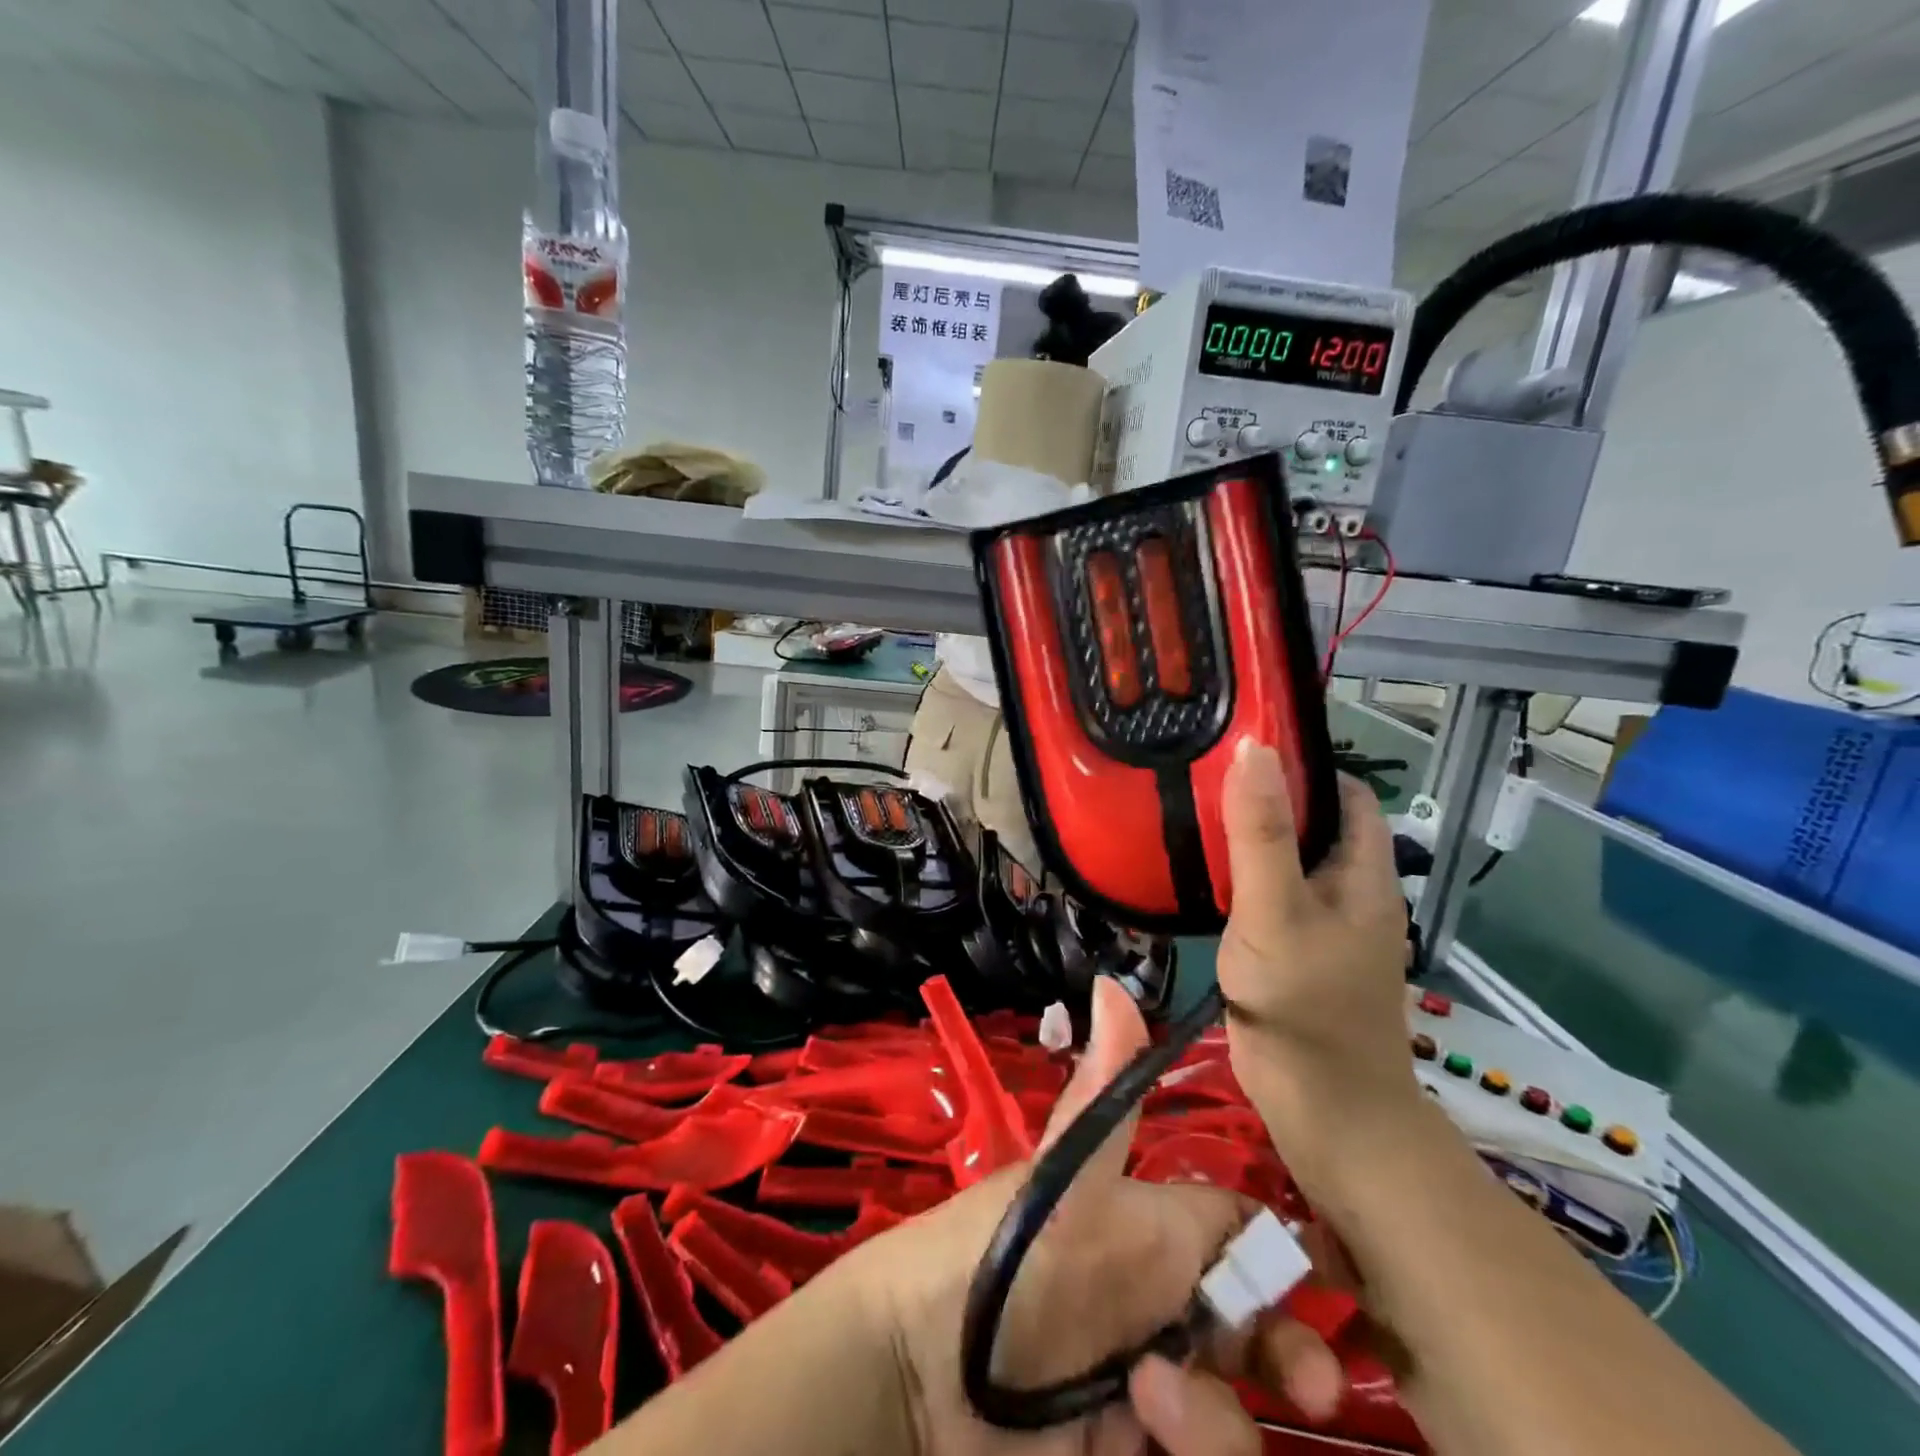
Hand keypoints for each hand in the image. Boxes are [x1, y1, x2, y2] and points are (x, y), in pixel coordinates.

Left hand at [840, 978, 1344, 1455]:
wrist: (924, 1372)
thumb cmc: (1007, 1258)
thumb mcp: (1068, 1179)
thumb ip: (1105, 1096)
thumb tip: (1112, 980)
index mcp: (1154, 1234)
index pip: (1240, 1235)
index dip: (1285, 1259)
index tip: (1337, 1291)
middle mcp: (1160, 1306)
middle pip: (1256, 1332)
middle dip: (1293, 1358)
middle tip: (1313, 1386)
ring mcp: (1150, 1385)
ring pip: (1233, 1409)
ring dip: (1217, 1420)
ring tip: (1154, 1405)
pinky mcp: (1130, 1450)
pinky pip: (1196, 1452)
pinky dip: (1191, 1449)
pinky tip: (1136, 1438)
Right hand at [1216, 744, 1427, 1200]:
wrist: (1325, 1117)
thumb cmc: (1306, 1008)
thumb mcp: (1277, 912)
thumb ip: (1260, 834)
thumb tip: (1253, 747)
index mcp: (1364, 873)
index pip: (1345, 794)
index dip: (1304, 764)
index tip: (1244, 743)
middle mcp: (1349, 892)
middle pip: (1312, 824)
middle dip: (1265, 795)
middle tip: (1199, 771)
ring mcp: (1320, 926)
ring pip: (1285, 861)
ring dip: (1247, 836)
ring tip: (1187, 809)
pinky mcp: (1292, 953)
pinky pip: (1266, 897)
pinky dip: (1237, 877)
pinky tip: (1197, 874)